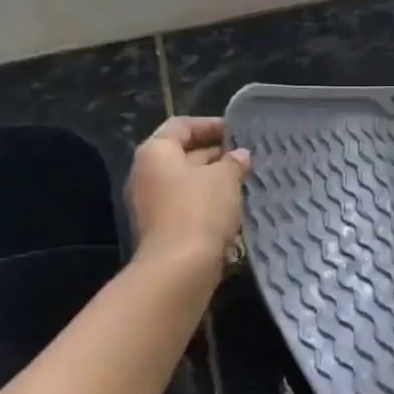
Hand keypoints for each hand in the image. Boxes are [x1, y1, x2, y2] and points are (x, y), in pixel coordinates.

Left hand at [126, 117, 250, 266]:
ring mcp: (151, 204)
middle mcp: (147, 174)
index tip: (238, 132)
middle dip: (215, 154)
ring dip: (214, 180)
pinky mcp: (162, 228)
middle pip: (183, 154)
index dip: (211, 125)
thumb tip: (239, 155)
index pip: (182, 126)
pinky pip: (187, 205)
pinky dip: (208, 202)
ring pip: (187, 182)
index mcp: (156, 152)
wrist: (179, 268)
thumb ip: (233, 162)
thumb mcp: (225, 178)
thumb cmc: (200, 210)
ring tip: (245, 180)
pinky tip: (233, 207)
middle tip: (246, 157)